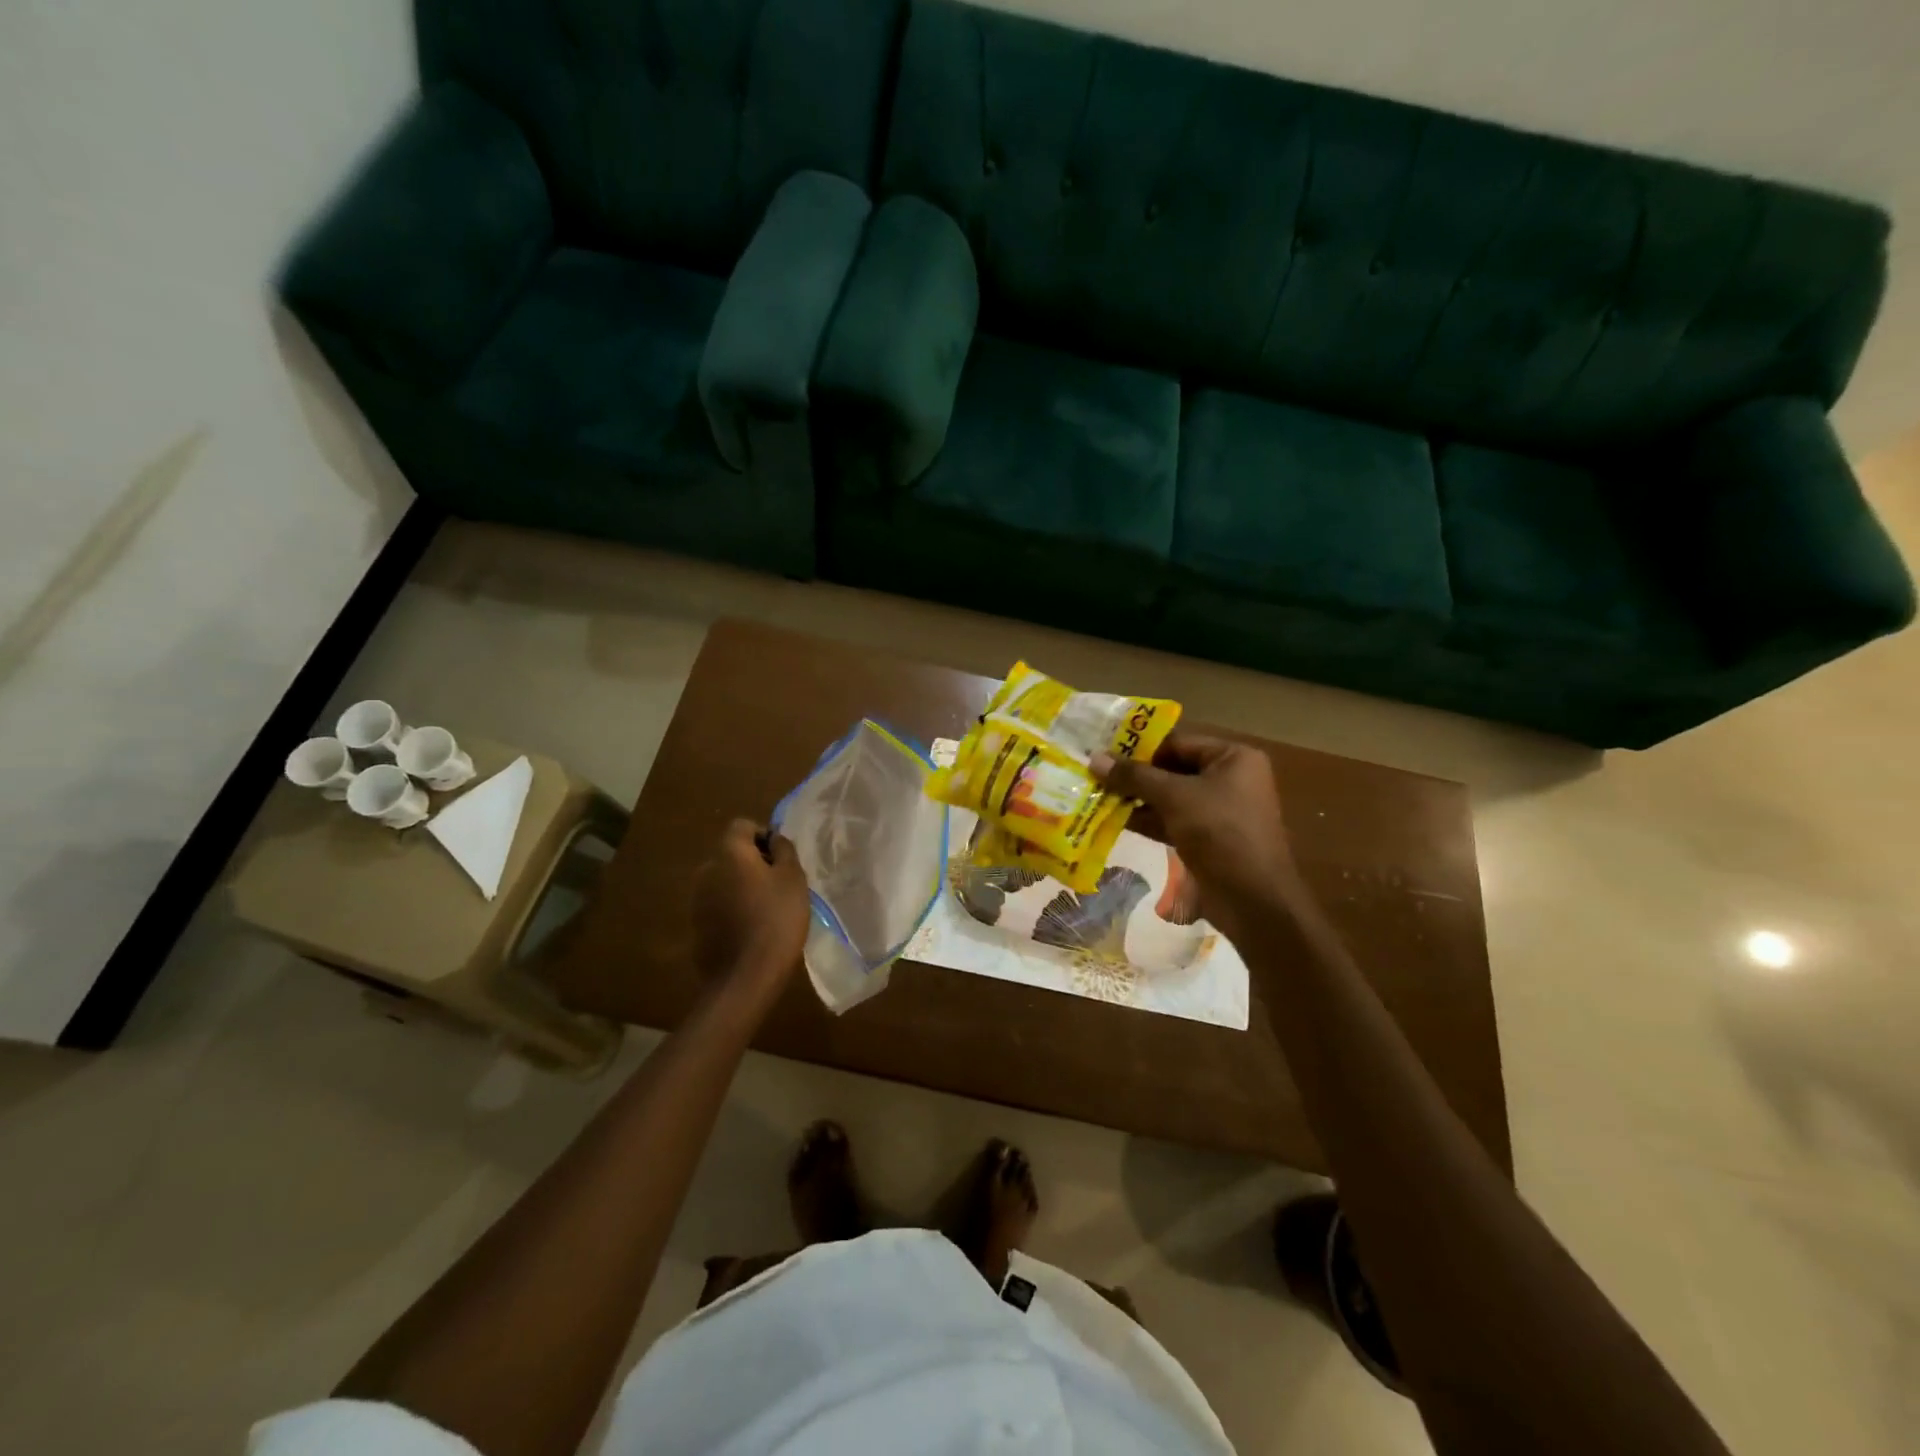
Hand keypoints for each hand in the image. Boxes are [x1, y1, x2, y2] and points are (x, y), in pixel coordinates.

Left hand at [691, 820, 809, 993]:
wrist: (746, 975)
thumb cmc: (776, 918)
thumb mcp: (793, 878)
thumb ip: (784, 849)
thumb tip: (774, 838)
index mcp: (729, 853)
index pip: (743, 826)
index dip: (764, 835)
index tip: (782, 859)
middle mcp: (707, 869)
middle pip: (732, 853)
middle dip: (754, 862)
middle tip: (780, 884)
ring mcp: (697, 899)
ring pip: (725, 880)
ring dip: (743, 886)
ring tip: (768, 908)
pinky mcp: (696, 924)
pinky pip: (719, 904)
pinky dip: (734, 908)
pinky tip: (752, 928)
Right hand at [1091, 733, 1300, 936]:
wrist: (1253, 899)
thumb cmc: (1219, 832)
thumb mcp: (1174, 797)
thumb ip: (1134, 776)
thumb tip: (1094, 758)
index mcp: (1233, 758)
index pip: (1178, 742)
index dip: (1140, 747)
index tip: (1103, 752)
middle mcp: (1229, 779)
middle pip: (1172, 769)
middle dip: (1135, 775)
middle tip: (1095, 774)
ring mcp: (1218, 811)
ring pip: (1170, 797)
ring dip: (1136, 798)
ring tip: (1096, 795)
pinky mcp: (1207, 839)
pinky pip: (1172, 820)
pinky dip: (1147, 820)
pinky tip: (1113, 819)